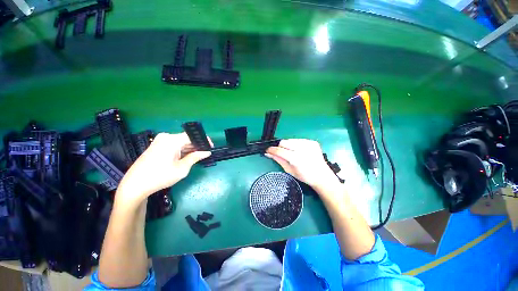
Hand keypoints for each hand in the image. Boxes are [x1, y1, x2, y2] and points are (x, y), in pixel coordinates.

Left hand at [115, 132, 210, 207]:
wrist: (135, 185)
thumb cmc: (160, 177)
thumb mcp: (182, 169)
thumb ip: (195, 158)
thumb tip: (207, 152)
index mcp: (172, 140)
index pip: (192, 136)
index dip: (203, 141)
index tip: (211, 147)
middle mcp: (166, 137)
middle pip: (186, 138)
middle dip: (197, 146)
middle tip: (205, 154)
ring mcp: (160, 141)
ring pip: (180, 142)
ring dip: (189, 149)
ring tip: (198, 157)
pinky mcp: (157, 146)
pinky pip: (174, 145)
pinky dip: (181, 150)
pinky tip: (186, 158)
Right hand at [266, 139, 338, 188]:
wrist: (321, 175)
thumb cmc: (304, 176)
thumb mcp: (289, 170)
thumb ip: (278, 160)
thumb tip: (268, 153)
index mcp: (296, 159)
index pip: (279, 150)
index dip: (272, 150)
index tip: (268, 150)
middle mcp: (302, 149)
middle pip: (284, 142)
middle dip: (280, 147)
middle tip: (282, 153)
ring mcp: (308, 144)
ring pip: (290, 140)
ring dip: (288, 145)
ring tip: (292, 153)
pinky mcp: (312, 142)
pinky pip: (298, 140)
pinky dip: (296, 145)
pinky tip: (300, 151)